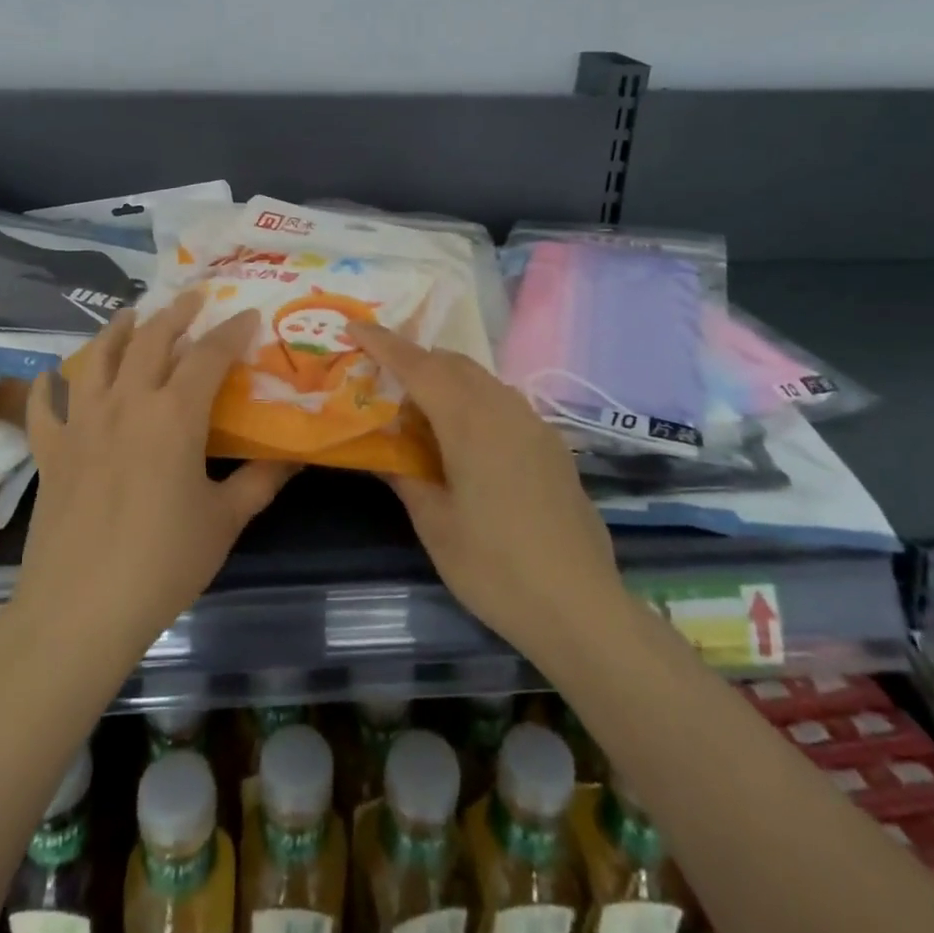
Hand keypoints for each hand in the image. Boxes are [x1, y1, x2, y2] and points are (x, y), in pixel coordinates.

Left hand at [16, 292, 295, 653]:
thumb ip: (260, 481)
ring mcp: (82, 423)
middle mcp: (126, 403)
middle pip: (150, 340)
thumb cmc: (163, 563)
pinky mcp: (51, 450)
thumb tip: (294, 456)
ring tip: (130, 316)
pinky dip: (48, 386)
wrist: (81, 609)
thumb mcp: (224, 521)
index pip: (208, 355)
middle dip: (175, 314)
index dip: (231, 332)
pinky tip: (50, 375)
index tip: (248, 316)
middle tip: (192, 298)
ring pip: (96, 358)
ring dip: (116, 331)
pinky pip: (46, 407)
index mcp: (173, 415)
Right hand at [350, 323, 623, 668]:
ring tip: (418, 408)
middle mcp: (505, 409)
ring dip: (446, 379)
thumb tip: (381, 452)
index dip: (384, 343)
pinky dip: (473, 400)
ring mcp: (534, 425)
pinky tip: (463, 438)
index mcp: (471, 422)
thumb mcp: (435, 525)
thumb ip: (405, 476)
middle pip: (452, 363)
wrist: (579, 606)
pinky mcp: (552, 445)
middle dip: (414, 359)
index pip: (419, 366)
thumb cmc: (494, 568)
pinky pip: (503, 402)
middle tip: (380, 377)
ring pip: (481, 379)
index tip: (354, 326)